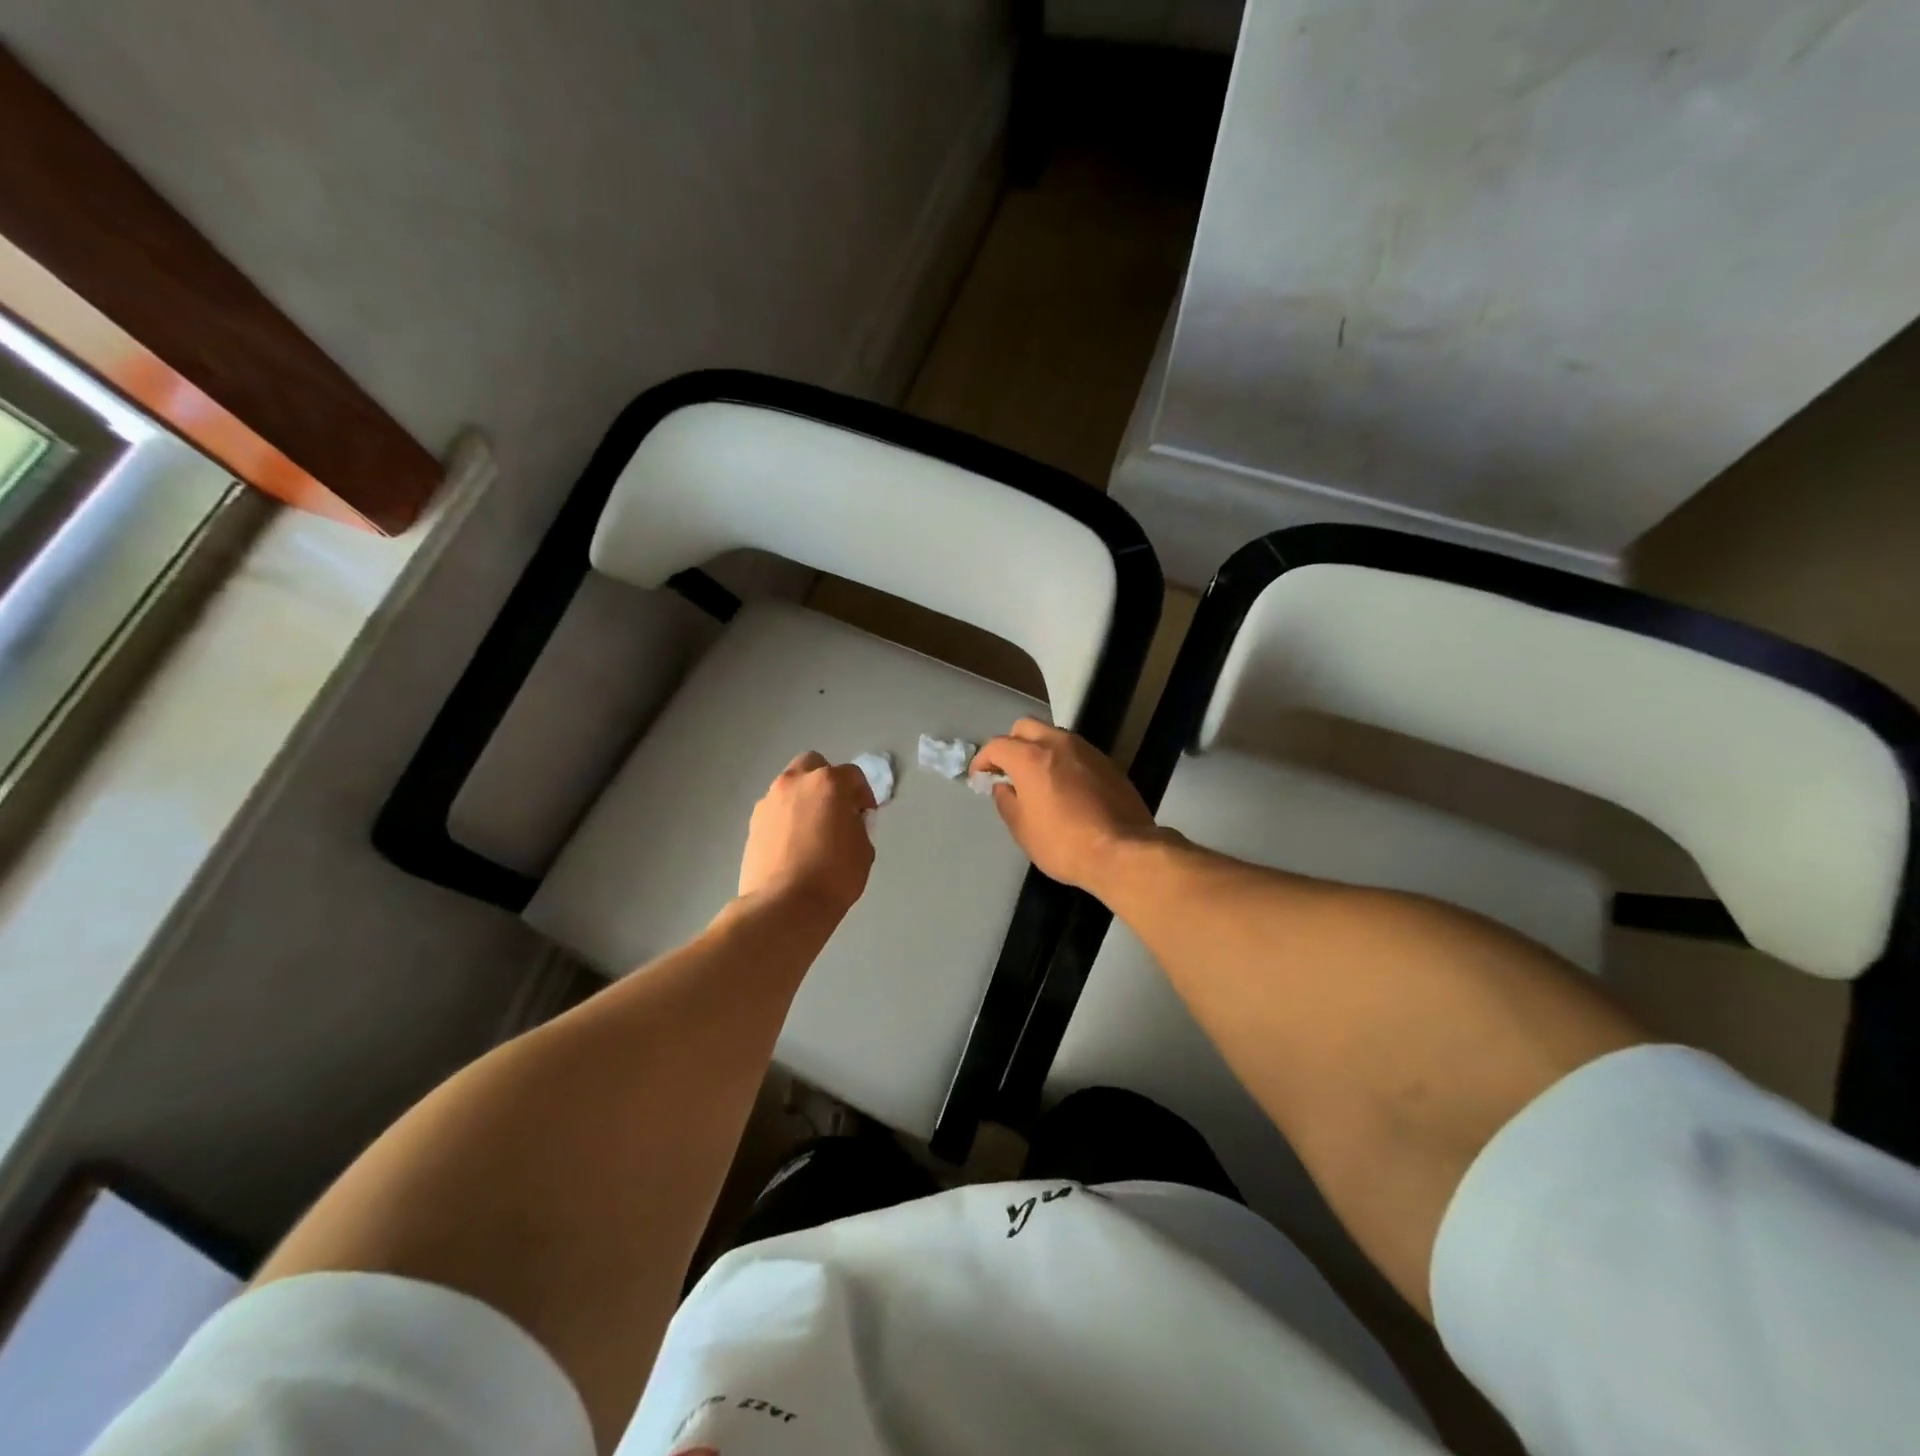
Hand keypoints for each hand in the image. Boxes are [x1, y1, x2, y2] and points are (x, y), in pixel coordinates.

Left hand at [738, 752, 875, 918]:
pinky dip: (787, 818)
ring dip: (804, 799)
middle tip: (836, 809)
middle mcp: (795, 783)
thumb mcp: (863, 849)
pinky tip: (794, 844)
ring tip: (813, 829)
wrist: (784, 906)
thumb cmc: (834, 876)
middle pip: (813, 766)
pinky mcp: (753, 823)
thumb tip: (846, 821)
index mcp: (827, 783)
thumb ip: (856, 825)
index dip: (863, 794)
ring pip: (790, 787)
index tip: (866, 815)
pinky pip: (776, 810)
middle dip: (827, 782)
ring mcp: (769, 801)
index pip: (852, 775)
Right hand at [971, 720, 1161, 892]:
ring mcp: (1087, 750)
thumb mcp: (1022, 829)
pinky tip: (1066, 787)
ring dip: (1040, 749)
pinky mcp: (1108, 763)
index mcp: (1031, 757)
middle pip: (1026, 727)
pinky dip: (1063, 761)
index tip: (980, 777)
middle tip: (1008, 771)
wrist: (1122, 851)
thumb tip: (1004, 787)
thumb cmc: (1063, 843)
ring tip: (1038, 778)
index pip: (997, 745)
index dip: (983, 760)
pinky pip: (1077, 752)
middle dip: (1012, 744)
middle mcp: (1058, 743)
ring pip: (1054, 736)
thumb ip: (1006, 801)